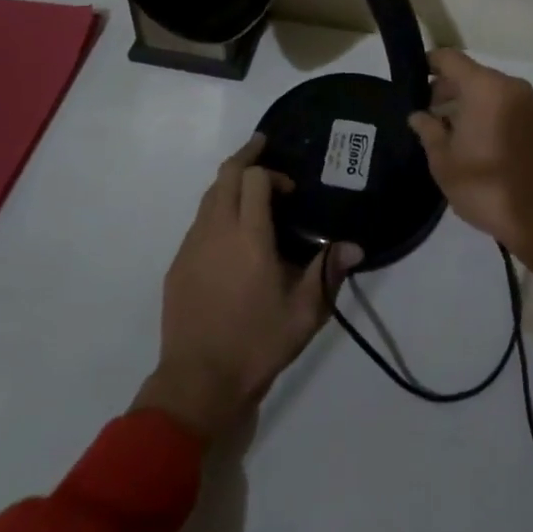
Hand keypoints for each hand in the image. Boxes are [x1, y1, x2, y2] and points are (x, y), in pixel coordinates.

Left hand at [135, 136, 362, 439]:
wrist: (197, 384)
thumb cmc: (256, 345)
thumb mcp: (304, 314)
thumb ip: (327, 273)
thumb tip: (355, 246)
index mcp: (249, 238)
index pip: (254, 179)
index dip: (272, 174)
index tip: (289, 190)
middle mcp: (216, 231)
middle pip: (225, 175)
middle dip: (245, 157)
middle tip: (263, 147)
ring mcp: (192, 246)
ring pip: (208, 196)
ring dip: (229, 183)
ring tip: (249, 187)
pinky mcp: (178, 264)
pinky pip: (198, 222)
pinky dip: (215, 210)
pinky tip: (229, 231)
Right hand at [408, 50, 532, 299]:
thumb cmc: (486, 186)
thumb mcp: (444, 161)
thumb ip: (428, 131)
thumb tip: (418, 115)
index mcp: (485, 87)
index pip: (450, 58)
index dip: (428, 64)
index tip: (410, 80)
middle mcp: (507, 86)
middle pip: (468, 73)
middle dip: (444, 88)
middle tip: (422, 111)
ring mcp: (525, 102)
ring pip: (485, 89)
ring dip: (463, 101)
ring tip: (439, 127)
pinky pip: (499, 103)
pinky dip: (481, 111)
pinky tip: (464, 137)